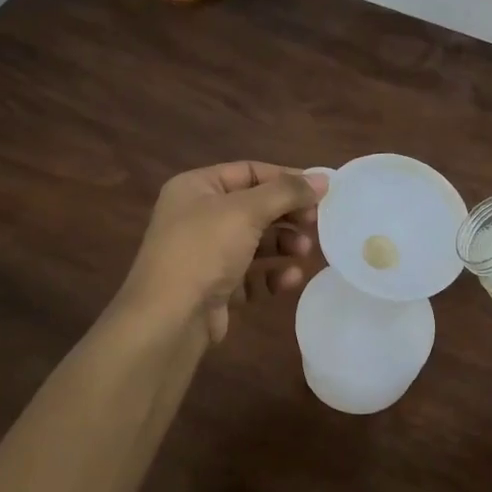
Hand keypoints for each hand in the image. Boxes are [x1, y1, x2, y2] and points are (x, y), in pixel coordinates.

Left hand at [119, 162, 326, 343]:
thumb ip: (287, 192)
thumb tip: (323, 179)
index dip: (286, 178)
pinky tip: (291, 279)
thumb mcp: (246, 211)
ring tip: (305, 251)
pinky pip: (250, 275)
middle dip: (287, 214)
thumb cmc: (204, 250)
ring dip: (284, 244)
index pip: (249, 171)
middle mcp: (197, 217)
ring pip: (255, 242)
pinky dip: (272, 275)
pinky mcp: (214, 288)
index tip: (320, 190)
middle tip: (317, 222)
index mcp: (195, 188)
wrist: (168, 320)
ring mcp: (204, 255)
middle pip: (254, 207)